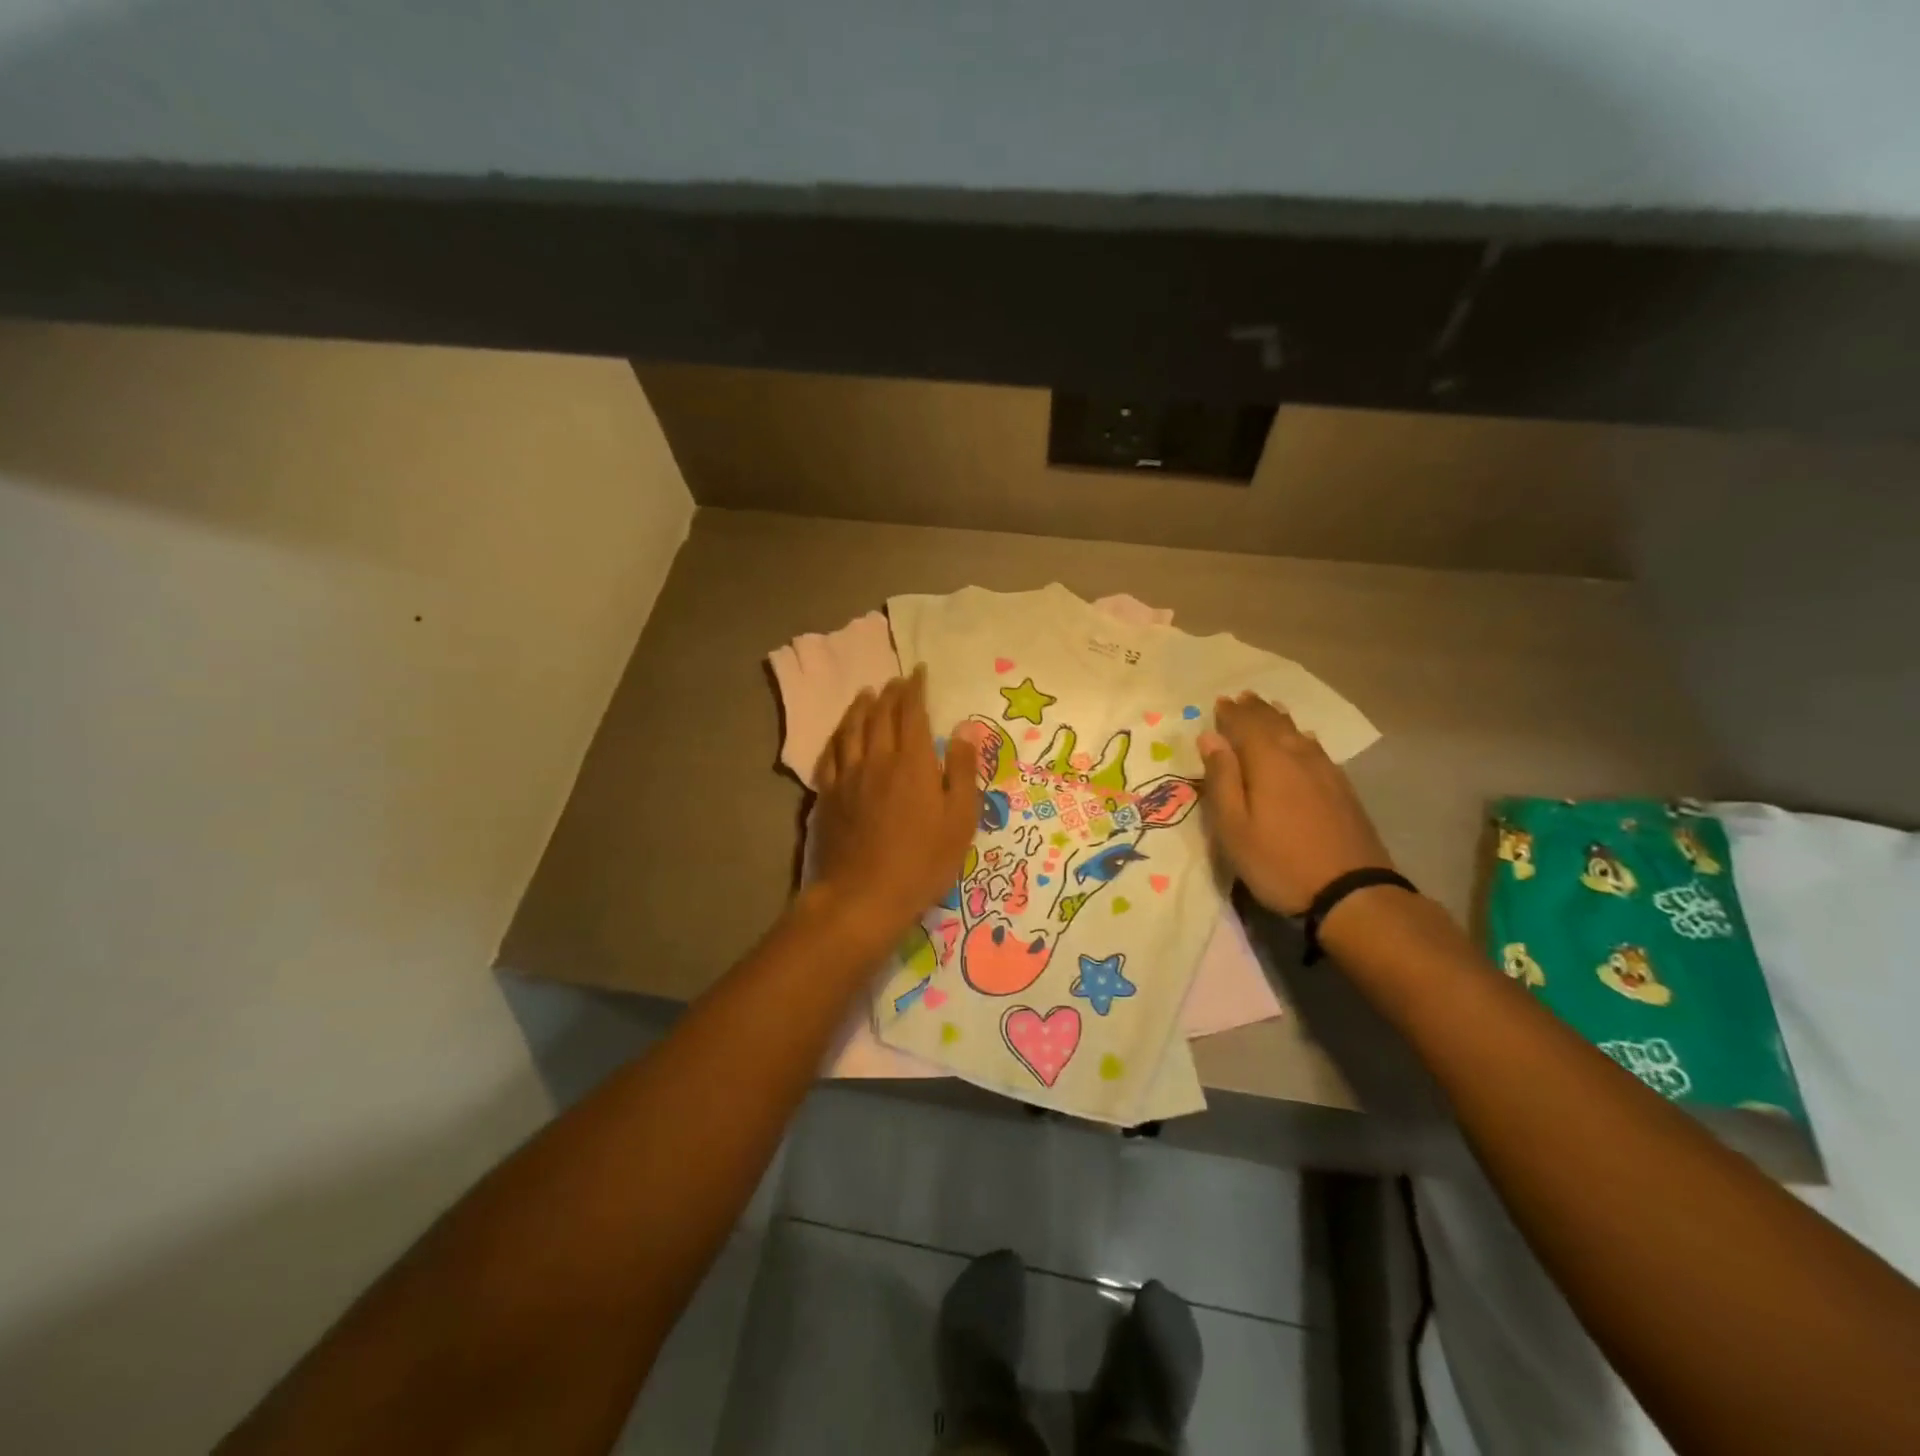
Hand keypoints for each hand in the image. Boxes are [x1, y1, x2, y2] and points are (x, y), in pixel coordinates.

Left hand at [809, 668, 980, 940]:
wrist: (863, 895)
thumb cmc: (922, 861)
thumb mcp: (959, 819)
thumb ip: (961, 770)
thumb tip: (964, 727)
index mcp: (911, 762)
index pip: (912, 713)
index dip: (915, 689)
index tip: (919, 673)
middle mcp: (876, 759)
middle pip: (880, 716)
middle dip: (890, 694)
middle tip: (896, 682)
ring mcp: (847, 777)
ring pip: (851, 730)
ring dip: (860, 708)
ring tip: (866, 695)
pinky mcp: (828, 796)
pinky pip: (830, 755)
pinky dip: (837, 737)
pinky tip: (840, 736)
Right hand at [1198, 692, 1393, 915]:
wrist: (1351, 892)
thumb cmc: (1278, 861)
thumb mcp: (1234, 826)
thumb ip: (1222, 779)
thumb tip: (1210, 738)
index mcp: (1268, 762)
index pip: (1245, 725)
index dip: (1230, 714)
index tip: (1218, 702)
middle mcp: (1298, 757)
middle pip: (1274, 724)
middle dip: (1255, 710)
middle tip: (1241, 697)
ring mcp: (1326, 772)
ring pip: (1298, 734)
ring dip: (1279, 719)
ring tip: (1268, 709)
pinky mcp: (1343, 789)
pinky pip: (1316, 749)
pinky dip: (1301, 737)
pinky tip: (1304, 740)